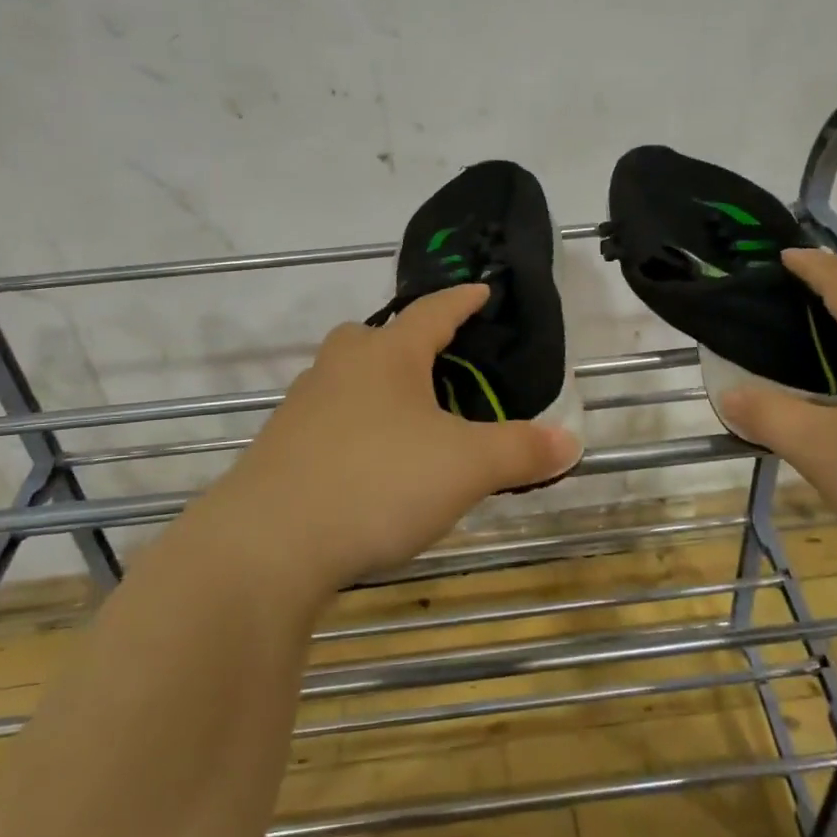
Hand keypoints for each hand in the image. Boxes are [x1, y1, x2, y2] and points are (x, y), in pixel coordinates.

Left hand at [208, 284, 582, 591]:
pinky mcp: (280, 449)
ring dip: (380, 388)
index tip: (482, 290)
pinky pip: (330, 422)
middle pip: (376, 338)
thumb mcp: (465, 467)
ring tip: (412, 418)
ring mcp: (303, 408)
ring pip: (349, 380)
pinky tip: (372, 465)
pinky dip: (357, 429)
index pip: (433, 311)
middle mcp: (340, 368)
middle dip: (409, 343)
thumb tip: (571, 440)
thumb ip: (520, 450)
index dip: (462, 300)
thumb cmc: (376, 483)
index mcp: (387, 355)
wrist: (266, 546)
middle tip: (440, 363)